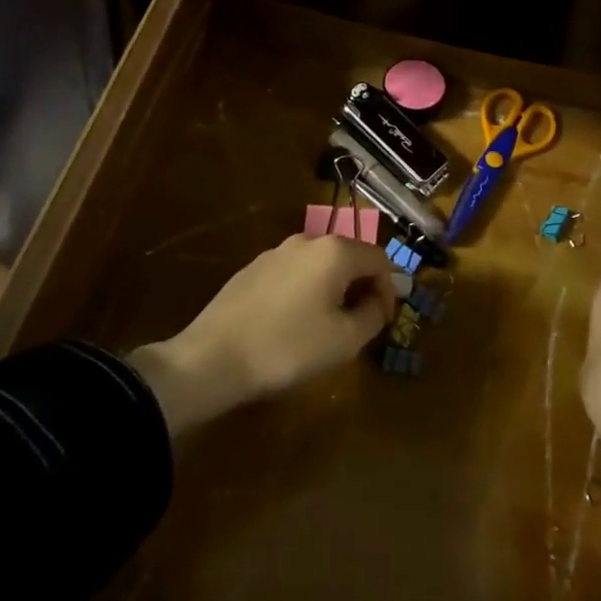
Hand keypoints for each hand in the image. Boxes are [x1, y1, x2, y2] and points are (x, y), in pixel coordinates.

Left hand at [127, 234, 396, 436]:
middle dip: (361, 287)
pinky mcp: (253, 268)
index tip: (384, 321)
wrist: (211, 359)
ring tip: (327, 326)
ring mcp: (277, 252)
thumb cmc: (288, 348)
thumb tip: (381, 299)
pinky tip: (293, 323)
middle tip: (360, 324)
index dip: (389, 289)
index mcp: (335, 251)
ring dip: (333, 289)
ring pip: (320, 265)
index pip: (379, 259)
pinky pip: (294, 273)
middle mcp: (308, 240)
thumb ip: (373, 315)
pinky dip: (306, 291)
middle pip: (350, 257)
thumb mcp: (345, 340)